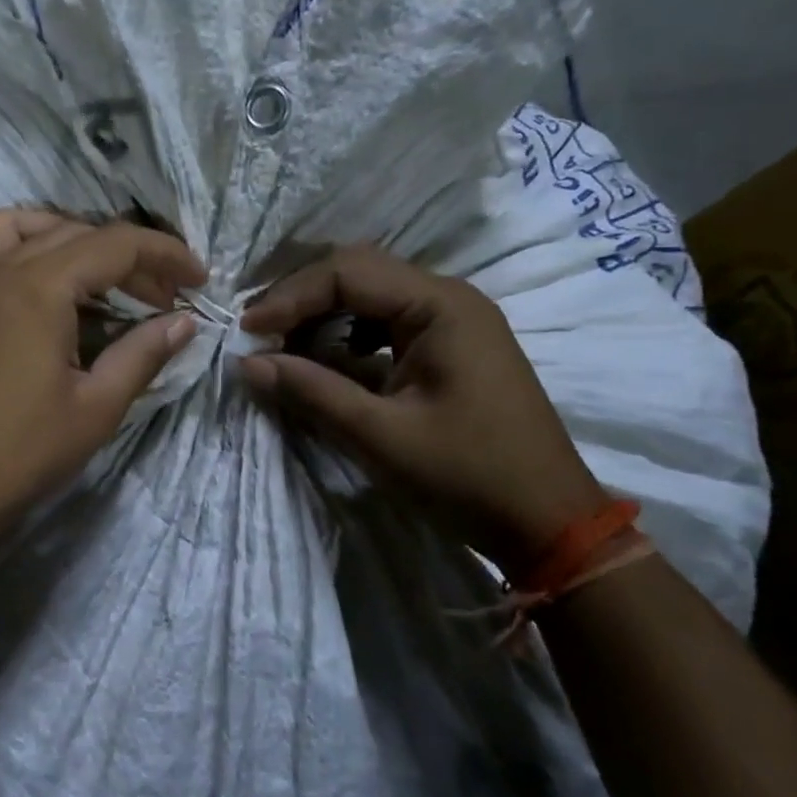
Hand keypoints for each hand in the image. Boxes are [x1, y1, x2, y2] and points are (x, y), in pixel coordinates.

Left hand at [0, 210, 204, 546]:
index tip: (200, 281)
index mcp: (36, 288)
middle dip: (127, 257)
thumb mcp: (98, 405)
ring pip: (22, 227)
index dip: (165, 255)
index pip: (115, 244)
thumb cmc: (25, 452)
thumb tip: (186, 321)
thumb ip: (144, 352)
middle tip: (160, 298)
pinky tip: (45, 290)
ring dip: (68, 236)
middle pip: (74, 233)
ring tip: (100, 275)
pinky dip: (24, 248)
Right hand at [239, 245, 605, 575]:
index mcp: (440, 306)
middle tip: (258, 333)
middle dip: (301, 300)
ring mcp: (452, 320)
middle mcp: (448, 298)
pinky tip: (325, 363)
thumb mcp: (379, 436)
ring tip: (282, 347)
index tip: (248, 331)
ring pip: (369, 295)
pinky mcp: (448, 347)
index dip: (290, 297)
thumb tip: (247, 363)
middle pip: (357, 273)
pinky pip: (385, 323)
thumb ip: (311, 391)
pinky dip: (346, 337)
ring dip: (321, 316)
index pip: (347, 272)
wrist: (550, 524)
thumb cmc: (468, 476)